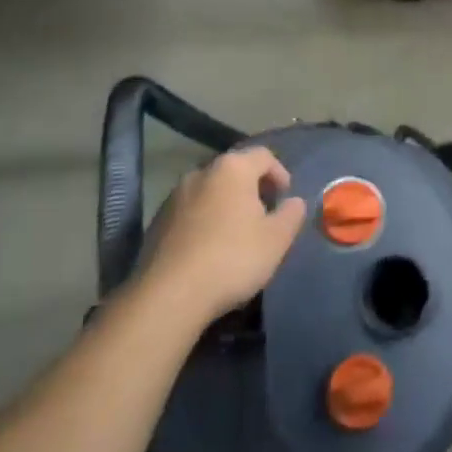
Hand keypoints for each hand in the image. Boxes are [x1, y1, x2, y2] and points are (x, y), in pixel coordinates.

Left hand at [141, 147, 305, 326]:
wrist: (169, 295)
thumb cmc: (232, 258)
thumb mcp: (277, 239)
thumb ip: (291, 214)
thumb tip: (294, 202)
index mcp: (232, 169)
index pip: (263, 156)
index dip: (280, 173)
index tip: (285, 198)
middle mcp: (201, 172)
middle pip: (234, 171)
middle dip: (252, 189)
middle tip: (264, 215)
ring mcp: (174, 196)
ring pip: (210, 191)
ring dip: (226, 205)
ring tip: (236, 234)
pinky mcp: (157, 221)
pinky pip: (190, 212)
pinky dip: (204, 221)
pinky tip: (209, 250)